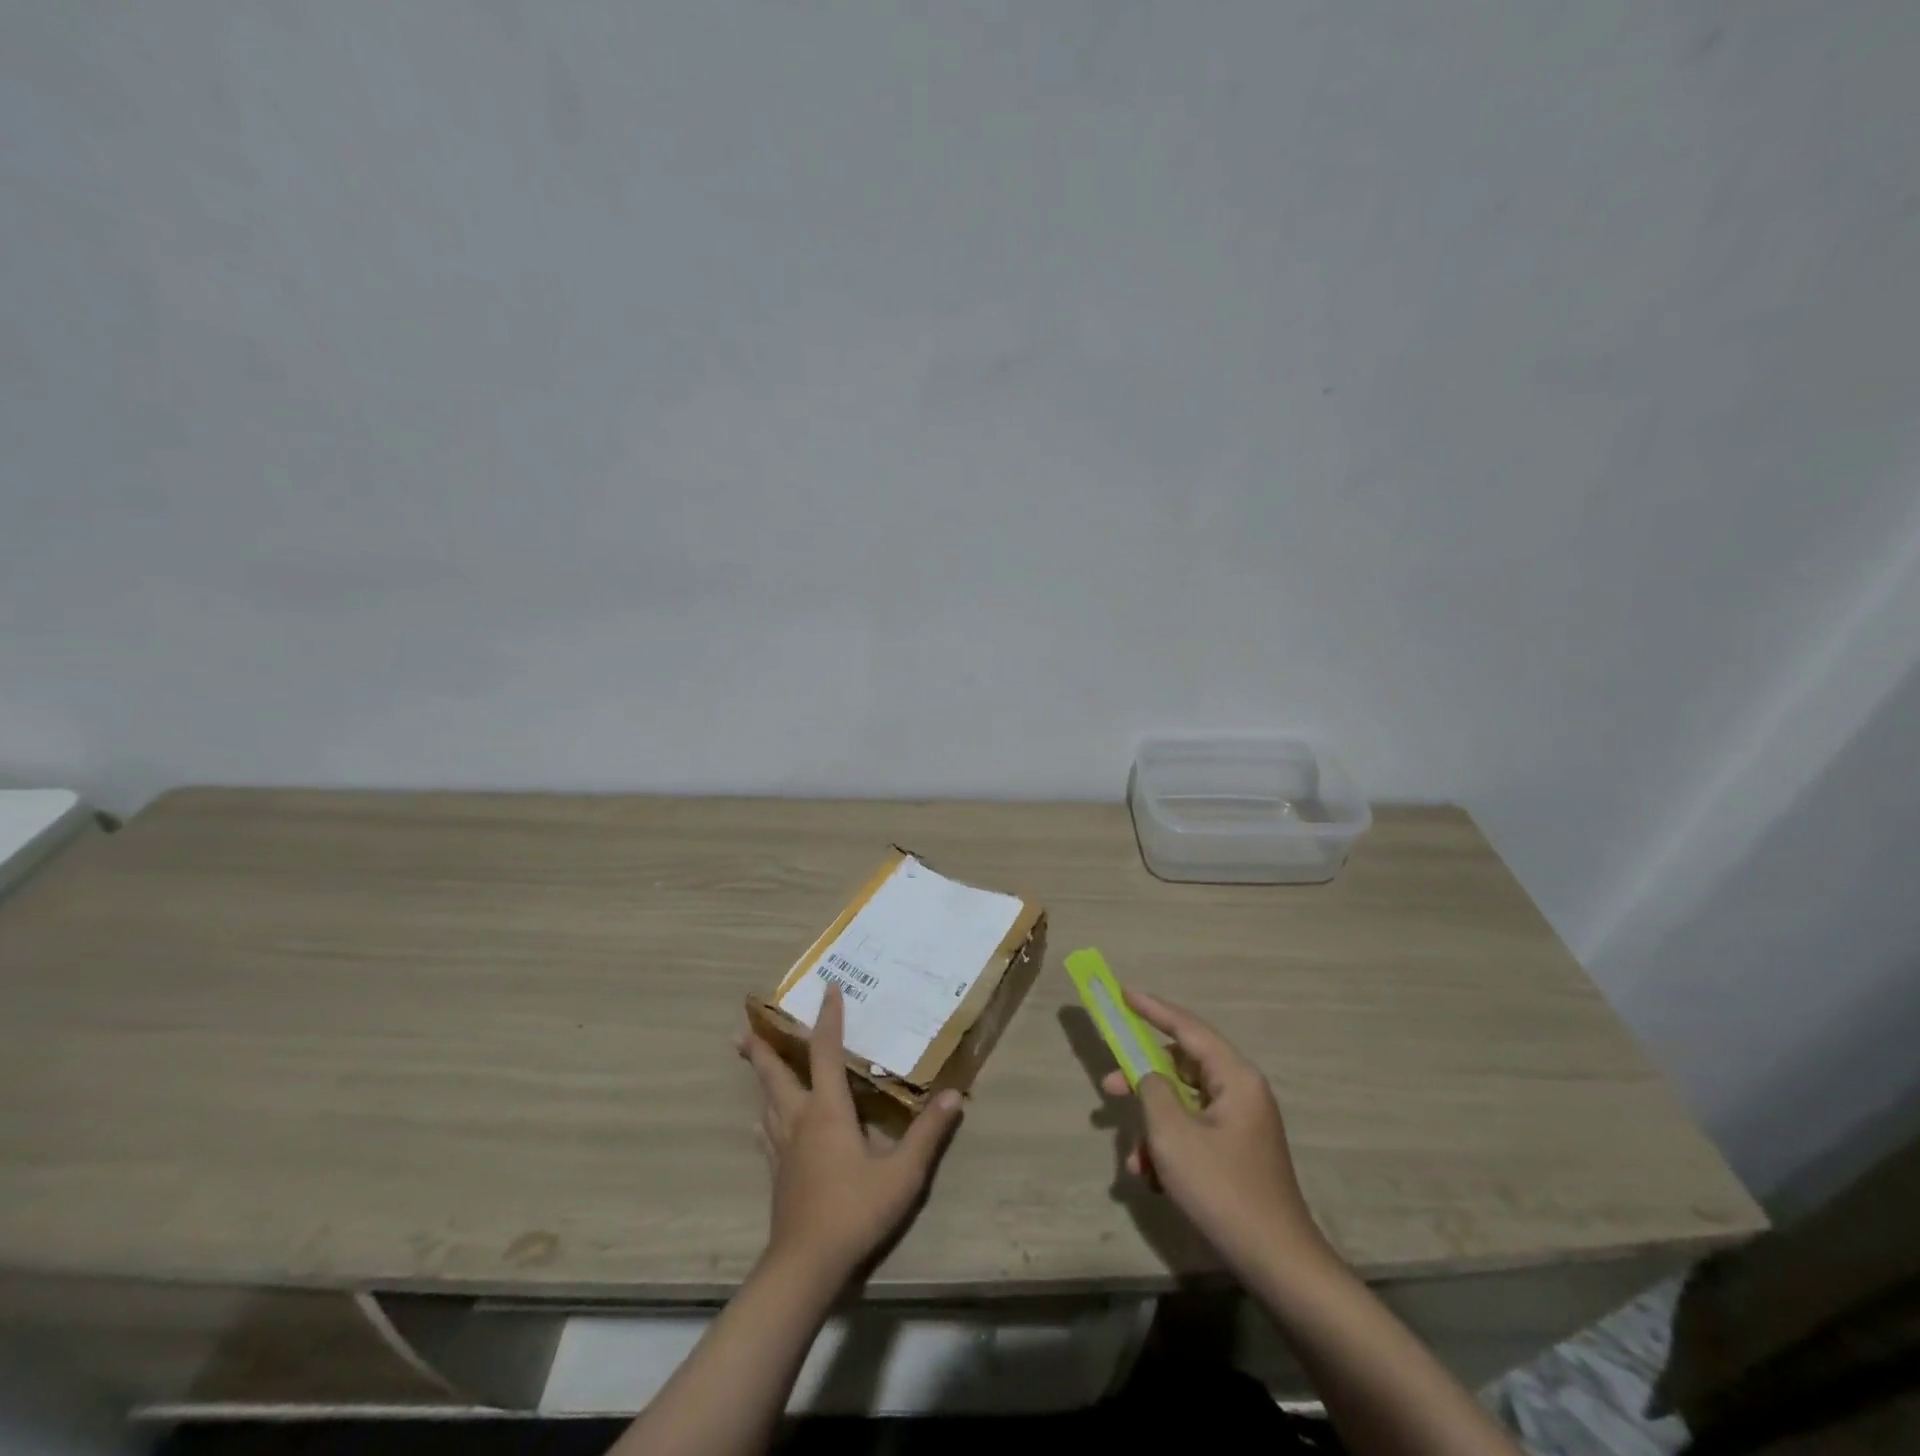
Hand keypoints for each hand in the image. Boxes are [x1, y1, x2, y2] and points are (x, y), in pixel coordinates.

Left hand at [741, 986, 964, 1284]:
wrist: (806, 1265)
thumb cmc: (855, 1211)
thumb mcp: (902, 1173)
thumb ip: (928, 1132)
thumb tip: (955, 1094)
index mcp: (828, 1110)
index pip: (826, 1051)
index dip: (828, 1018)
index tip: (828, 988)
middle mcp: (800, 1119)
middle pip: (776, 1074)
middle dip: (762, 1048)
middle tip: (743, 1029)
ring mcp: (783, 1147)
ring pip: (766, 1101)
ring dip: (760, 1077)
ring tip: (752, 1062)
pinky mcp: (777, 1172)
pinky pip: (766, 1132)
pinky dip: (764, 1117)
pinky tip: (762, 1123)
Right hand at [1100, 988, 1328, 1277]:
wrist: (1277, 1264)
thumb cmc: (1222, 1189)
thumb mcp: (1173, 1134)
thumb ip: (1152, 1089)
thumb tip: (1147, 1074)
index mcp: (1235, 1077)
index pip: (1187, 1027)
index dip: (1152, 1008)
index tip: (1122, 993)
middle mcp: (1241, 1091)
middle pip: (1181, 1066)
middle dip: (1142, 1080)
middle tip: (1107, 1087)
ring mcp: (1240, 1123)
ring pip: (1183, 1104)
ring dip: (1153, 1126)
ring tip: (1133, 1159)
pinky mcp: (1236, 1152)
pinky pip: (1193, 1132)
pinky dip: (1169, 1147)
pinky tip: (1152, 1179)